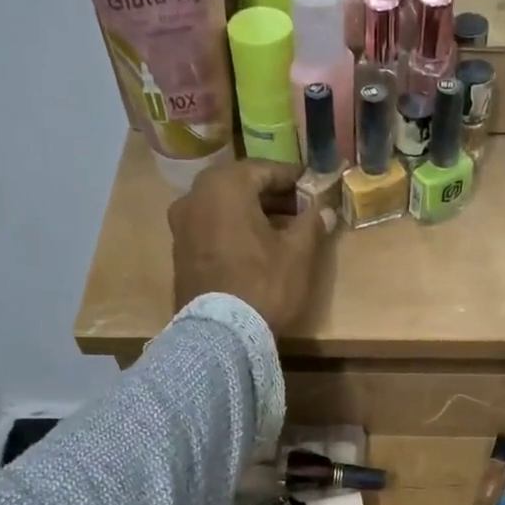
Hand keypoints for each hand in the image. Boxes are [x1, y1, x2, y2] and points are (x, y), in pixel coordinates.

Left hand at [170, 159, 328, 332]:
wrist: (220, 334)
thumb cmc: (263, 285)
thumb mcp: (297, 254)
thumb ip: (312, 224)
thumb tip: (326, 210)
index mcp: (225, 186)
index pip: (264, 169)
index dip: (292, 178)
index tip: (312, 186)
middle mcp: (195, 196)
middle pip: (240, 186)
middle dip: (270, 195)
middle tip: (298, 209)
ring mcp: (181, 225)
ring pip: (222, 207)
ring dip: (250, 213)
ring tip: (279, 231)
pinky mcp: (178, 252)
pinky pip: (210, 228)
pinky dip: (232, 230)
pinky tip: (253, 248)